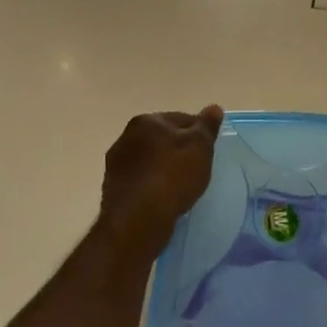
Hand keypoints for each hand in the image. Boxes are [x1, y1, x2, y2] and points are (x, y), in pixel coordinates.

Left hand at [99, 106, 222, 260]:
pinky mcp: (112, 189)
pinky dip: (151, 185)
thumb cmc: (173, 176)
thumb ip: (207, 126)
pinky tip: (163, 198)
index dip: (199, 132)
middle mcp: (126, 137)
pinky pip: (140, 181)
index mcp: (147, 121)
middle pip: (162, 138)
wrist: (138, 219)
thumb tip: (214, 107)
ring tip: (181, 186)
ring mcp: (116, 164)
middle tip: (197, 167)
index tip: (209, 149)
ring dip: (162, 167)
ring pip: (149, 160)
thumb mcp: (200, 147)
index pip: (181, 118)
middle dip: (178, 149)